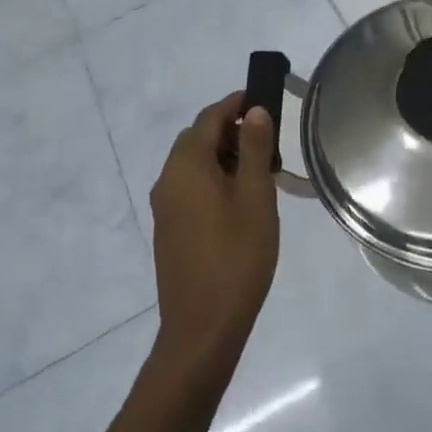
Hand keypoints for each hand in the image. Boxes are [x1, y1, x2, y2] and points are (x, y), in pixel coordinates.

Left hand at [147, 93, 279, 376]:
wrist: (201, 330)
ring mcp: (164, 205)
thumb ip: (254, 148)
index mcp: (187, 164)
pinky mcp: (167, 228)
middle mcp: (168, 178)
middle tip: (268, 143)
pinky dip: (212, 179)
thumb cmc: (236, 257)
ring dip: (223, 156)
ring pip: (193, 163)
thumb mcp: (255, 197)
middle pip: (198, 137)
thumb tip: (254, 111)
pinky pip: (189, 186)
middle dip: (231, 131)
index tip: (264, 100)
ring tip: (260, 174)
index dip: (237, 103)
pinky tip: (239, 202)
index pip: (210, 117)